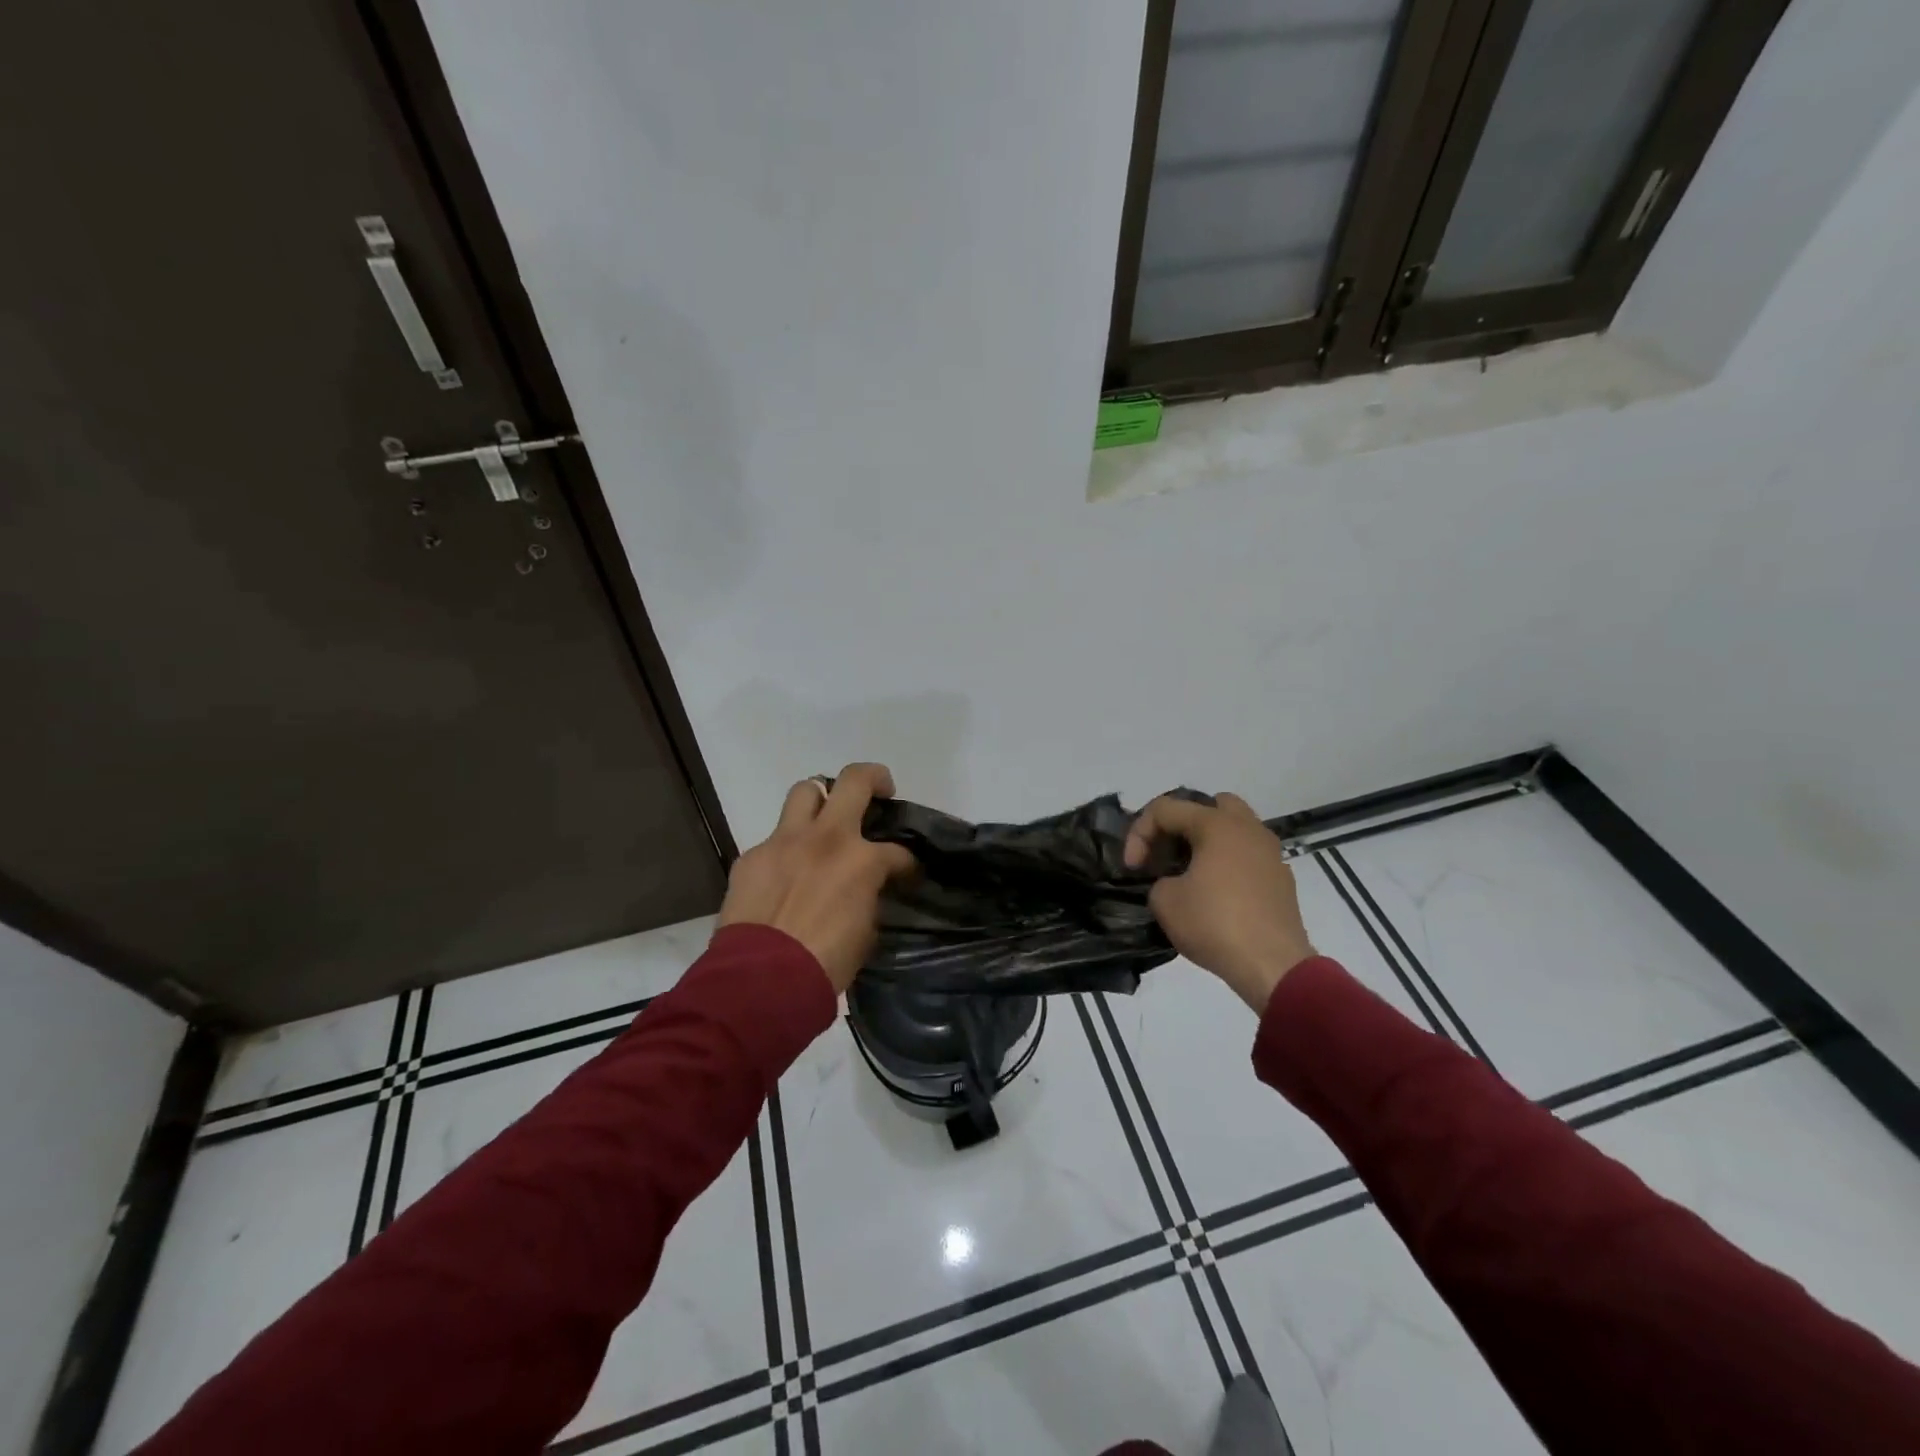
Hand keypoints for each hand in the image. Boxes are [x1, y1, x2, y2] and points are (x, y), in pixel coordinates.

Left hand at [717, 763, 917, 994]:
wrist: (761, 981)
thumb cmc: (825, 964)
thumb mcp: (865, 931)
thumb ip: (869, 897)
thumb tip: (867, 891)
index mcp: (862, 860)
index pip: (897, 851)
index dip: (906, 862)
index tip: (907, 874)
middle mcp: (825, 838)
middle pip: (853, 781)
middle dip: (873, 778)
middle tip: (880, 791)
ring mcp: (784, 841)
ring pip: (805, 792)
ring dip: (821, 799)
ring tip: (826, 818)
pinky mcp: (752, 855)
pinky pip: (774, 838)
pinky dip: (787, 848)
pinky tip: (786, 873)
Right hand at [1124, 793, 1314, 1012]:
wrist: (1273, 967)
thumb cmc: (1215, 924)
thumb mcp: (1165, 901)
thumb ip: (1159, 881)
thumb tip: (1174, 884)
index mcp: (1217, 824)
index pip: (1165, 809)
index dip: (1139, 834)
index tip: (1132, 868)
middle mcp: (1248, 828)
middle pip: (1209, 805)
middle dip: (1181, 824)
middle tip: (1166, 852)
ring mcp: (1271, 853)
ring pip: (1234, 829)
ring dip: (1207, 843)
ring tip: (1188, 873)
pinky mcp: (1281, 879)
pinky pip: (1248, 856)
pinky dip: (1228, 864)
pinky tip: (1215, 894)